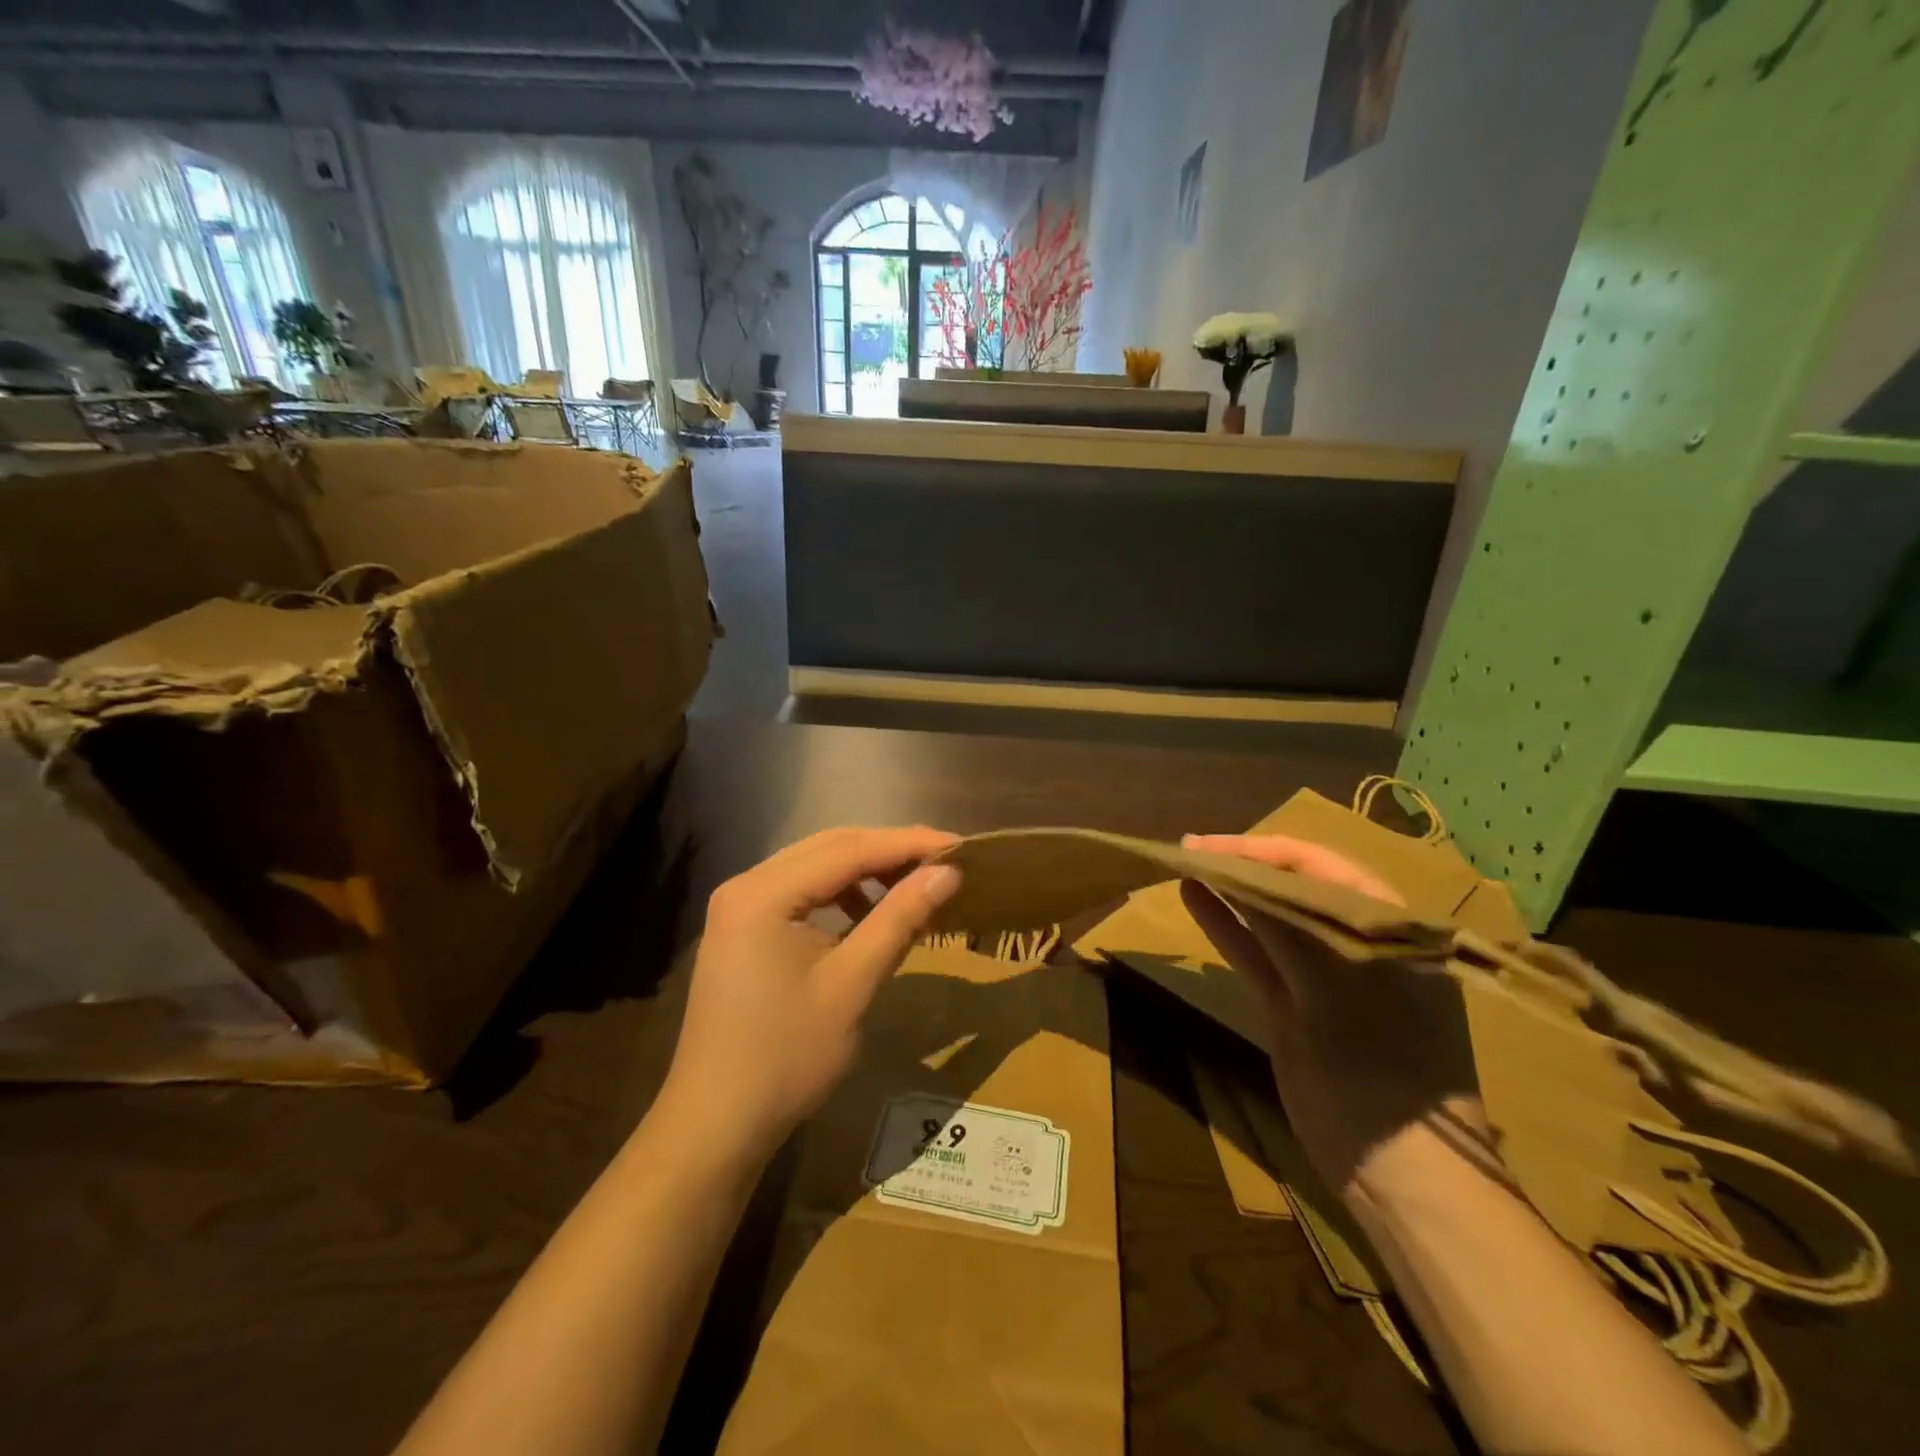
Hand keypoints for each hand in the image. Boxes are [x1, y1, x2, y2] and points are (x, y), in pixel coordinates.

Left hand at [660, 827, 962, 1165]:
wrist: (716, 1125)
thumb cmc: (786, 1056)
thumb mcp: (852, 985)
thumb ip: (899, 919)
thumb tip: (948, 872)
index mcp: (764, 892)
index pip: (848, 849)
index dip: (908, 844)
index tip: (960, 845)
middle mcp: (746, 884)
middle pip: (829, 848)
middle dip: (889, 850)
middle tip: (944, 858)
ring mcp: (739, 907)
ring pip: (815, 867)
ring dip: (865, 869)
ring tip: (913, 882)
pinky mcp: (743, 930)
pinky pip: (800, 892)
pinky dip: (840, 894)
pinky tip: (868, 913)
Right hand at [1179, 834, 1484, 1199]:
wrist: (1398, 1173)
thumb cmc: (1382, 1073)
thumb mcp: (1334, 993)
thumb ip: (1287, 929)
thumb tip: (1239, 873)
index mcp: (1388, 929)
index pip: (1321, 867)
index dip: (1263, 851)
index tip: (1209, 844)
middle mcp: (1356, 942)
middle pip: (1293, 887)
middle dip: (1244, 865)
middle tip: (1191, 849)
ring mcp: (1322, 975)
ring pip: (1271, 919)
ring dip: (1231, 892)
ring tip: (1186, 864)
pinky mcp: (1293, 1003)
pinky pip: (1256, 953)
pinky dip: (1227, 927)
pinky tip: (1195, 900)